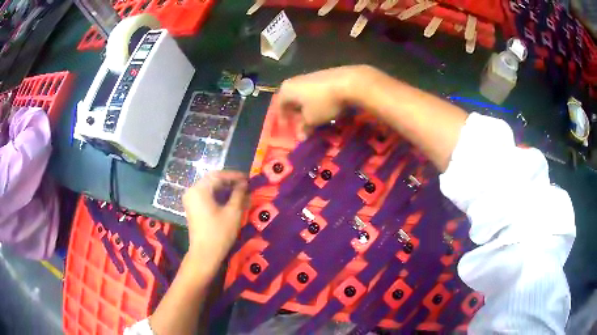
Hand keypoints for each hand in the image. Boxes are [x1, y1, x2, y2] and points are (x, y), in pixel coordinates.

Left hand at [182, 171, 248, 270]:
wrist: (205, 254)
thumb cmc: (219, 233)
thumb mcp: (233, 212)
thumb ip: (239, 194)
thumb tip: (244, 184)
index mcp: (199, 190)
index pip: (218, 175)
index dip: (234, 175)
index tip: (247, 178)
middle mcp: (192, 191)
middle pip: (212, 180)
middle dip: (229, 181)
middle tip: (244, 185)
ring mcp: (190, 200)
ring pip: (209, 188)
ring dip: (224, 188)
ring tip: (239, 191)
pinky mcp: (192, 208)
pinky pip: (205, 195)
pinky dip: (217, 195)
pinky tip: (229, 199)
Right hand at [275, 65, 374, 135]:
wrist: (349, 82)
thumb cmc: (323, 102)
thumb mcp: (312, 119)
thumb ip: (304, 128)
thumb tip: (301, 136)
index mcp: (286, 90)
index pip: (279, 107)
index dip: (283, 121)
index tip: (290, 131)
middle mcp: (295, 81)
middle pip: (292, 101)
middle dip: (297, 115)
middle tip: (303, 127)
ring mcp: (310, 76)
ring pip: (304, 97)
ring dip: (308, 109)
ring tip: (315, 120)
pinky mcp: (324, 76)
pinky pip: (315, 93)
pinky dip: (317, 103)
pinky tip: (326, 110)